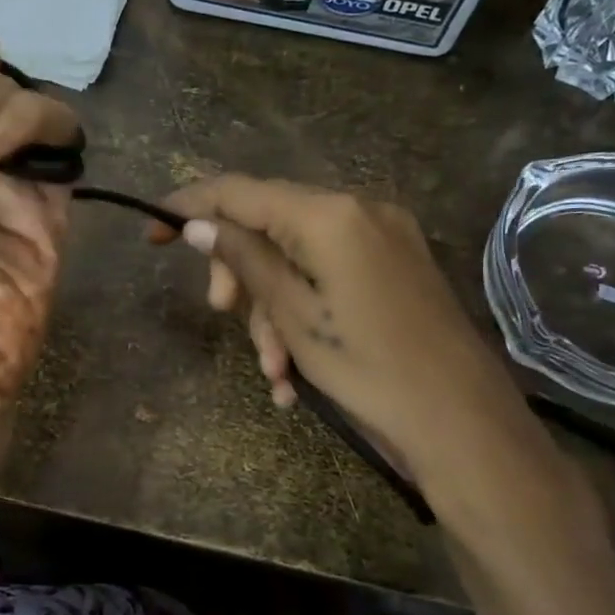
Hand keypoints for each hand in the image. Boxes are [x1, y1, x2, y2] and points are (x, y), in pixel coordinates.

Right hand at [154, 175, 539, 492]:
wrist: (461, 422)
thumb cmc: (368, 368)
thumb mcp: (292, 314)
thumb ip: (242, 258)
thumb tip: (197, 224)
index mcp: (329, 214)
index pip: (240, 191)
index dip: (189, 206)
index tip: (153, 234)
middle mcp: (358, 209)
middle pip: (268, 223)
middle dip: (240, 273)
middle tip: (221, 314)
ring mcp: (382, 237)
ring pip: (297, 256)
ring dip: (272, 308)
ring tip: (273, 371)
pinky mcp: (395, 265)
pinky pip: (329, 274)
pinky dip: (305, 311)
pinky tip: (296, 370)